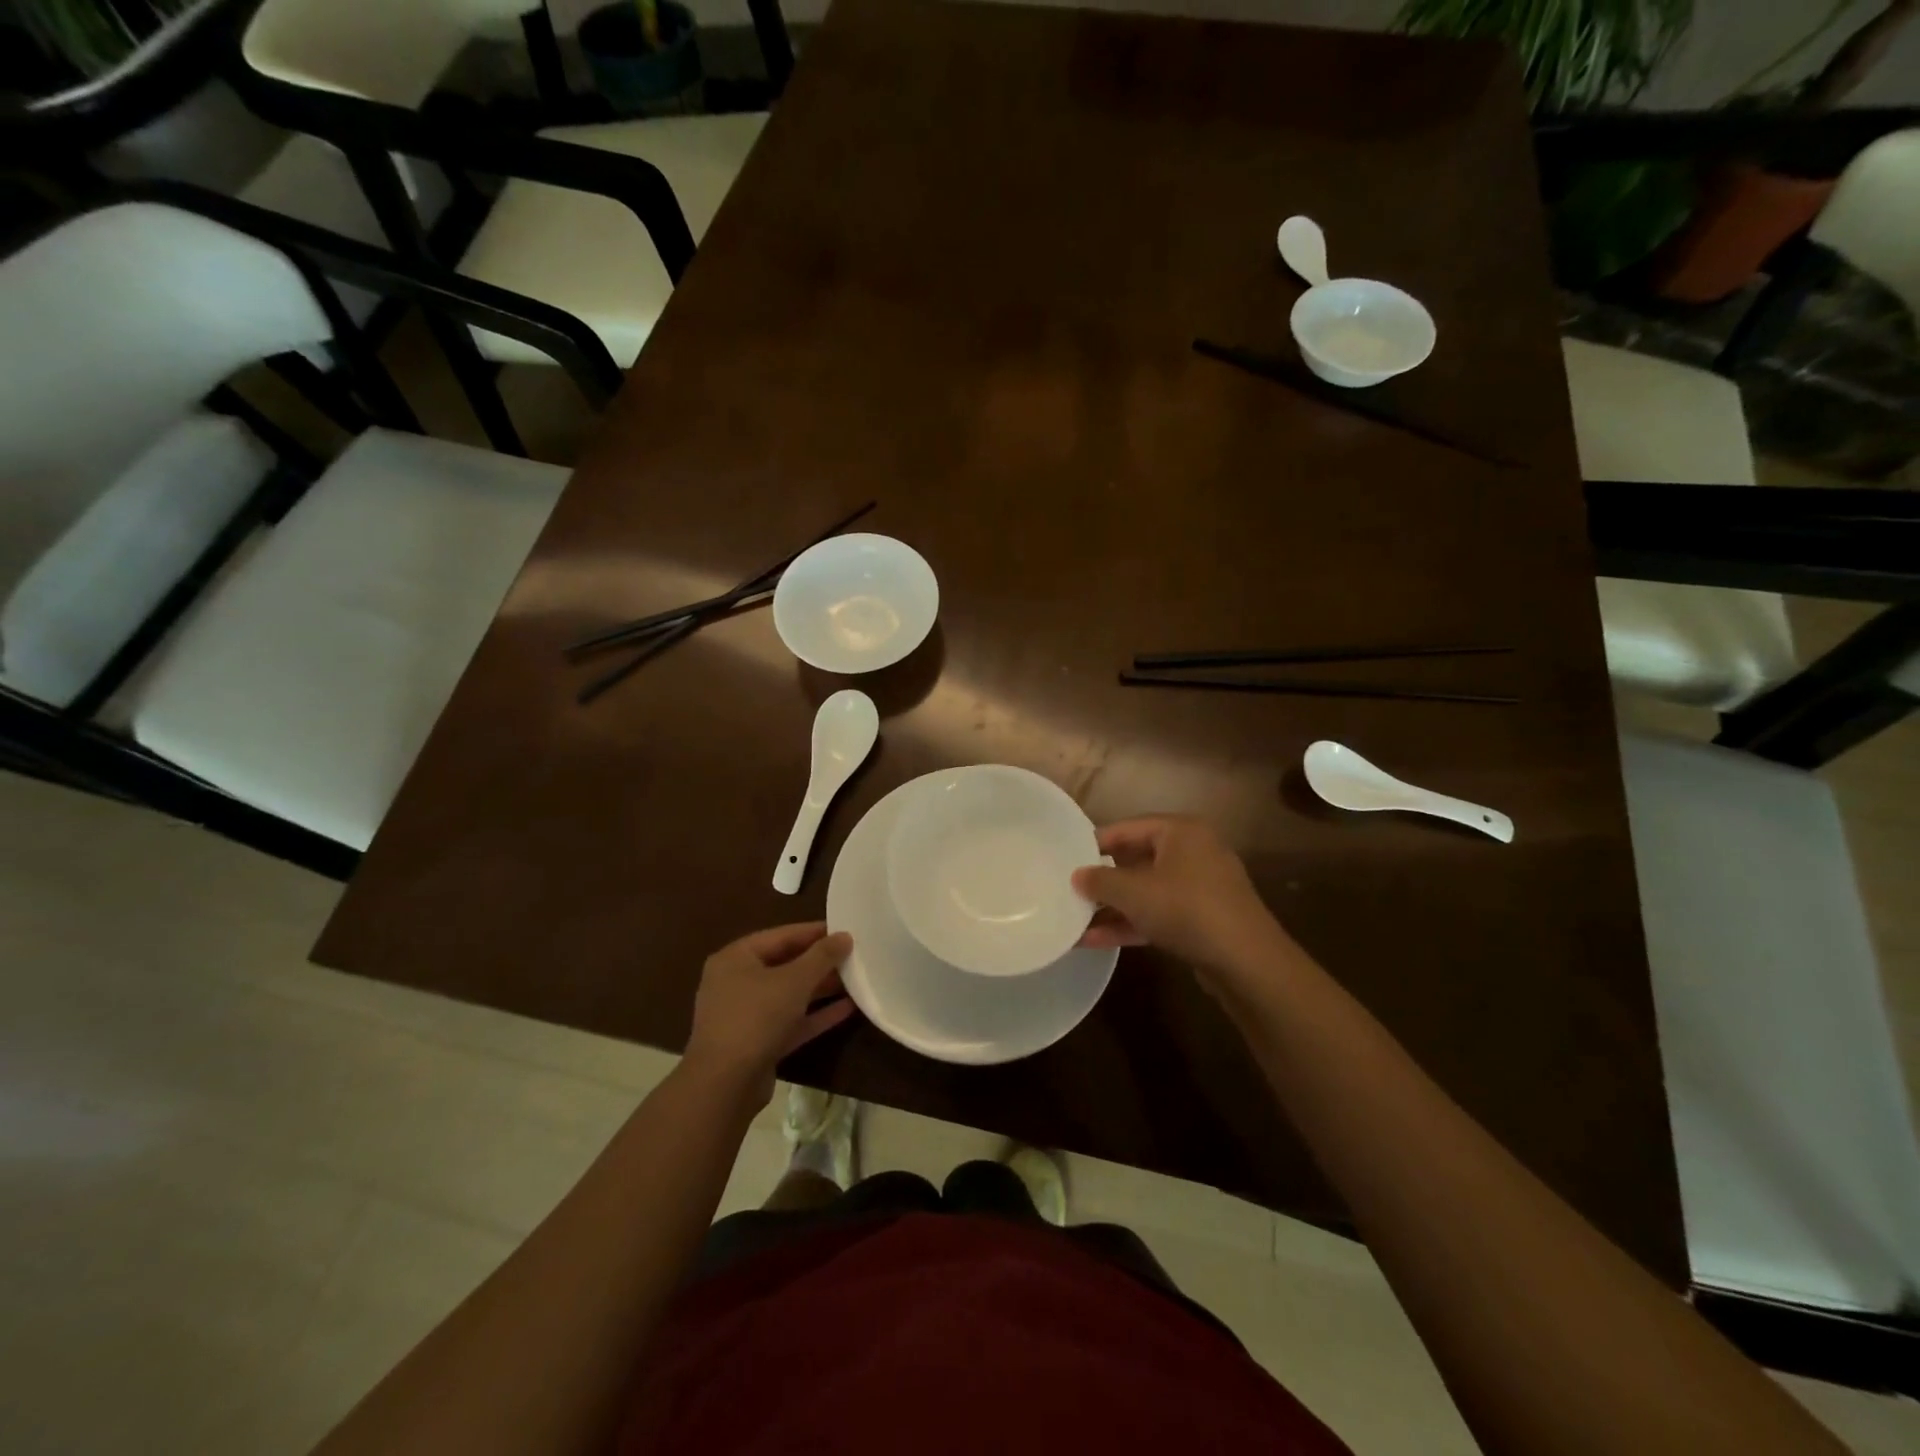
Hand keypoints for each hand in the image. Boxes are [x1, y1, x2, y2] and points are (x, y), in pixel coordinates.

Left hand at [686, 923, 854, 1091]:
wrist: (724, 1085)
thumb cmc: (756, 1017)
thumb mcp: (794, 980)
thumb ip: (822, 956)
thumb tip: (845, 936)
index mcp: (736, 958)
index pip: (781, 936)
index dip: (815, 932)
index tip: (845, 929)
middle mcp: (736, 982)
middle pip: (785, 964)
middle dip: (820, 962)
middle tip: (854, 955)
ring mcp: (746, 1015)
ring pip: (789, 995)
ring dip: (821, 988)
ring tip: (856, 979)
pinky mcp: (757, 1043)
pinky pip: (790, 1021)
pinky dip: (815, 1015)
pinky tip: (847, 1009)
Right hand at [1072, 816, 1290, 977]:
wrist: (1247, 961)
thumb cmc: (1186, 909)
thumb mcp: (1134, 892)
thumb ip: (1100, 880)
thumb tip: (1077, 875)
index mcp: (1181, 831)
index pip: (1128, 827)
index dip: (1095, 842)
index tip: (1067, 858)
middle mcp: (1193, 852)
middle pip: (1137, 859)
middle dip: (1104, 879)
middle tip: (1071, 888)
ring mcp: (1201, 887)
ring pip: (1147, 890)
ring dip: (1114, 906)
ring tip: (1076, 919)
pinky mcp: (1203, 919)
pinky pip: (1160, 913)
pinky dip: (1132, 923)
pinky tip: (1096, 939)